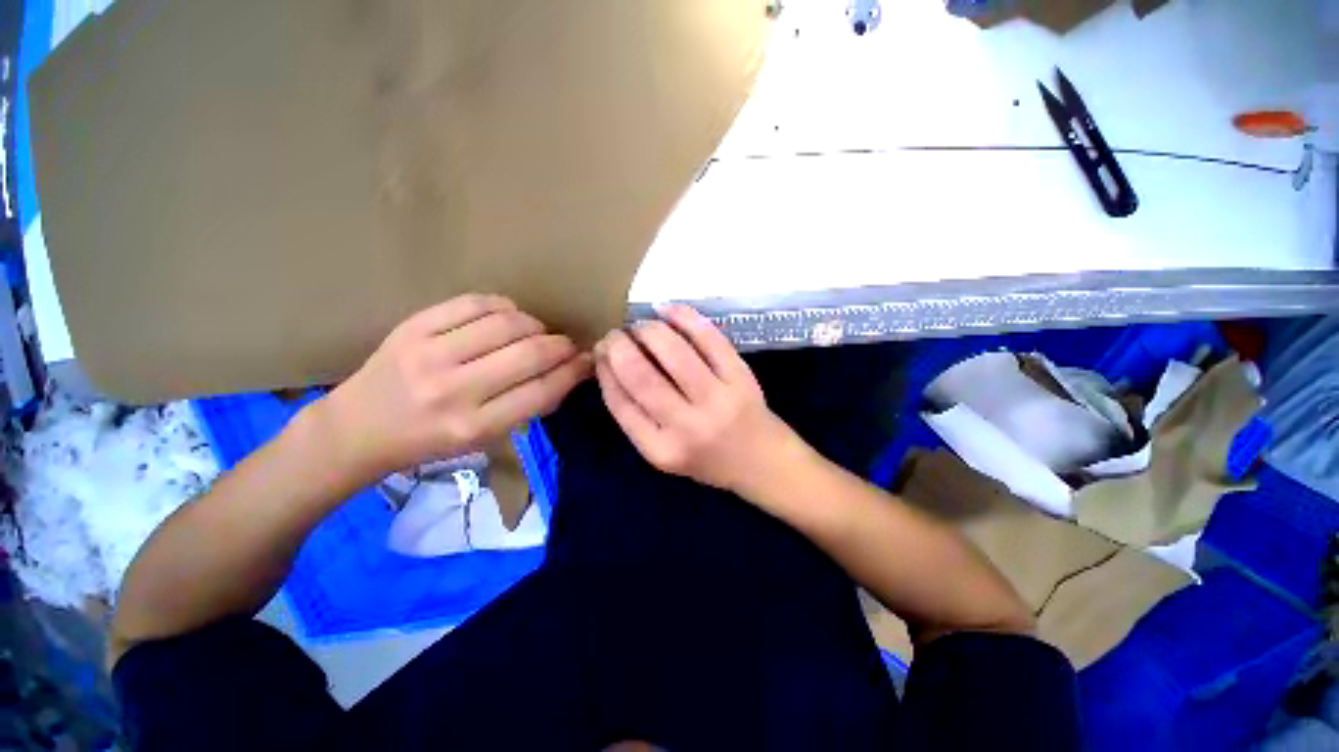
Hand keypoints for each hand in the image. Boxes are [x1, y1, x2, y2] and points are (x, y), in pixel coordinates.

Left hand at [316, 294, 591, 480]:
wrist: (355, 430)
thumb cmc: (427, 443)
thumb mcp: (482, 440)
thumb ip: (526, 408)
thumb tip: (567, 375)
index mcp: (473, 427)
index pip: (542, 391)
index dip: (574, 371)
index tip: (588, 361)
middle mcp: (453, 390)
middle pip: (530, 353)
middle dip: (562, 345)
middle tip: (569, 345)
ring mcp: (429, 354)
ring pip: (507, 323)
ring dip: (535, 325)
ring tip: (537, 332)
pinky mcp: (412, 327)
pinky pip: (473, 303)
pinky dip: (503, 306)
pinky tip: (508, 315)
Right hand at [594, 305, 797, 494]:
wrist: (761, 462)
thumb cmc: (706, 460)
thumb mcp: (663, 453)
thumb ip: (636, 417)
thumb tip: (610, 366)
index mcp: (661, 450)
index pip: (620, 403)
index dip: (604, 371)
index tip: (599, 353)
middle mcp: (687, 427)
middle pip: (641, 375)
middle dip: (619, 346)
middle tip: (614, 335)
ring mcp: (717, 399)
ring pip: (672, 352)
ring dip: (648, 330)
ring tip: (639, 326)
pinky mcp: (741, 377)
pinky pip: (708, 339)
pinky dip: (684, 317)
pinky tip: (667, 310)